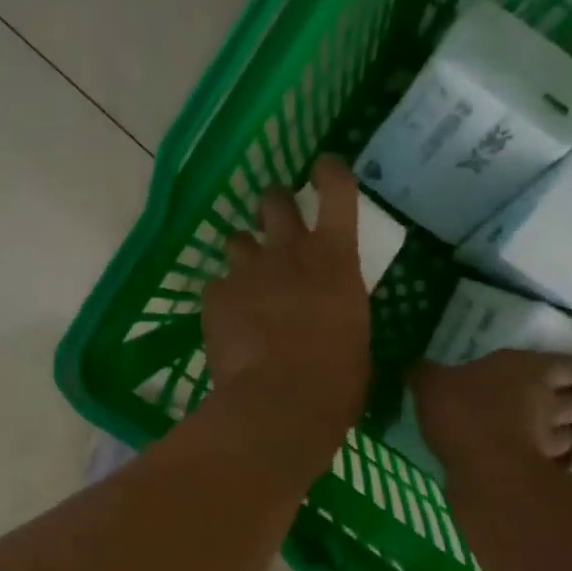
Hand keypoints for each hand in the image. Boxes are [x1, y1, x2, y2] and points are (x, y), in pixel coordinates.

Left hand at [201, 156, 370, 457]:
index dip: (330, 172)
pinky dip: (224, 298)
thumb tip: (332, 314)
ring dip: (245, 252)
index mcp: (336, 259)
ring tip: (248, 280)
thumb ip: (339, 308)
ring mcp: (248, 271)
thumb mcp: (355, 335)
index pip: (337, 191)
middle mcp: (290, 252)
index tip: (324, 167)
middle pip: (275, 199)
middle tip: (275, 216)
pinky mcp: (216, 296)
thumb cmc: (336, 380)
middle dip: (274, 202)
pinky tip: (229, 323)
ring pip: (238, 239)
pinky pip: (217, 286)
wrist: (280, 404)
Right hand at [410, 351, 571, 476]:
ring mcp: (550, 437)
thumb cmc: (463, 411)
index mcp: (530, 368)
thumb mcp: (431, 384)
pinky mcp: (544, 470)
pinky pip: (555, 461)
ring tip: (551, 433)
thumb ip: (424, 374)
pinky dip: (550, 459)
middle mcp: (549, 400)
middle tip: (566, 401)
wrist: (484, 468)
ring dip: (566, 431)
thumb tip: (411, 365)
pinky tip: (535, 461)